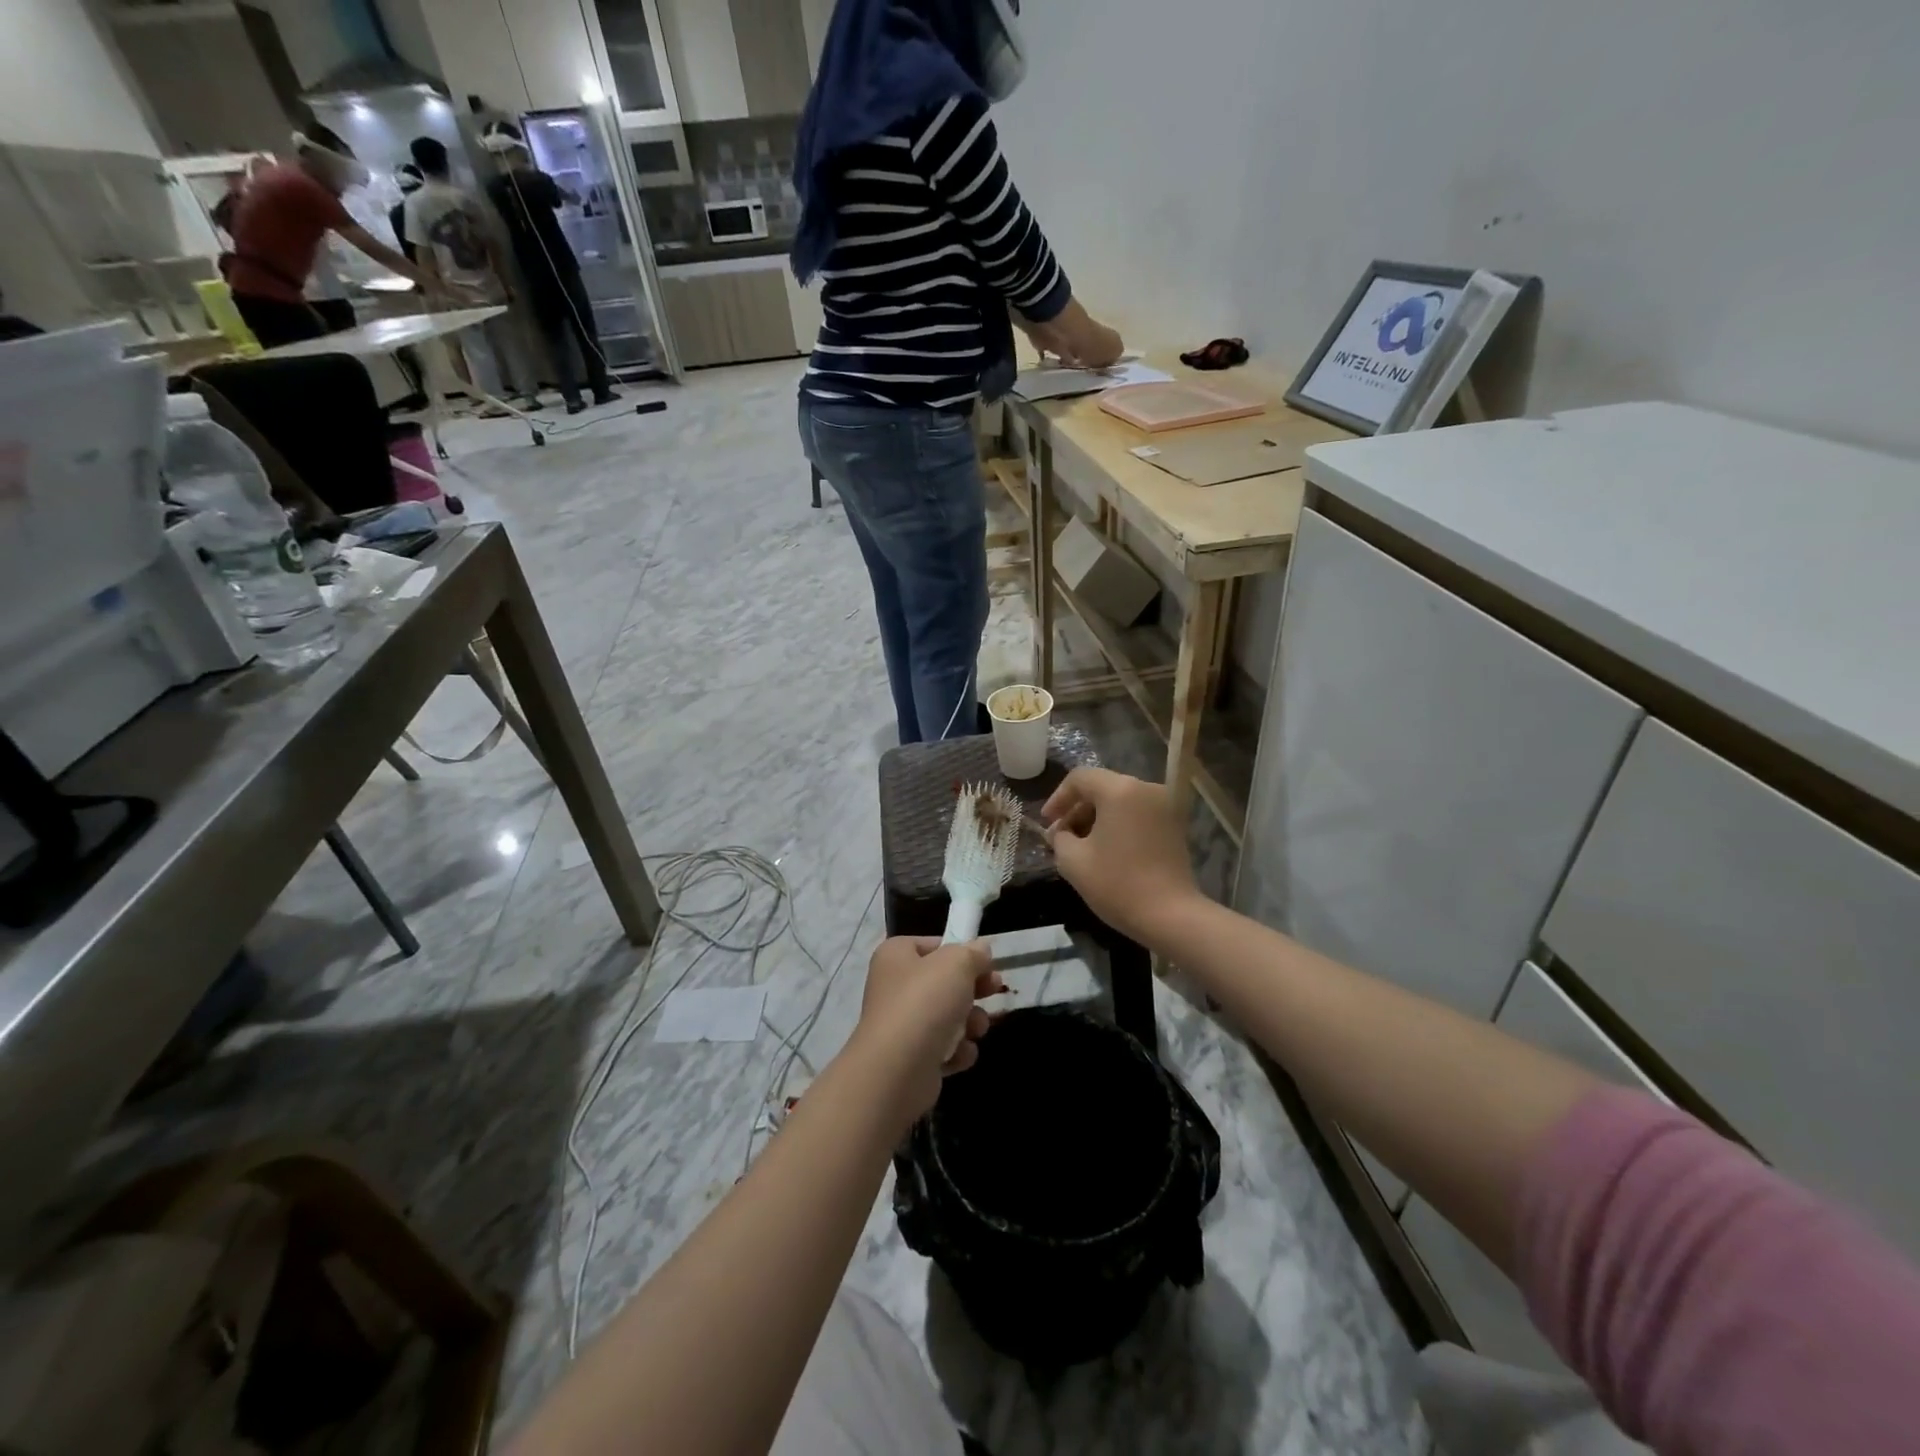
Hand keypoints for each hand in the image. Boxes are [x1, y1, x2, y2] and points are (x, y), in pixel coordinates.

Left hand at [852, 938, 1002, 1120]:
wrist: (897, 1069)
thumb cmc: (925, 1003)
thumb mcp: (957, 964)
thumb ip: (973, 953)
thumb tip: (980, 950)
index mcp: (896, 956)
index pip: (933, 946)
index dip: (961, 952)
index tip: (986, 962)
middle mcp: (894, 987)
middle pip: (944, 982)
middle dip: (973, 989)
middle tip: (995, 990)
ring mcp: (902, 1025)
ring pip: (948, 1016)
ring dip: (970, 1022)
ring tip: (975, 1029)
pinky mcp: (911, 1058)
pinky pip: (943, 1048)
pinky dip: (956, 1051)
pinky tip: (959, 1054)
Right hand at [1043, 768, 1202, 945]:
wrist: (1171, 916)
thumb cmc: (1117, 884)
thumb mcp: (1073, 861)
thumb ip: (1059, 838)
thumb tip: (1060, 832)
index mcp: (1120, 790)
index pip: (1080, 778)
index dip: (1057, 798)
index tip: (1046, 823)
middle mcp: (1145, 788)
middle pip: (1102, 787)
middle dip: (1076, 809)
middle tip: (1060, 836)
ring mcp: (1164, 806)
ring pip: (1120, 801)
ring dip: (1096, 817)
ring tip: (1081, 845)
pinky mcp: (1174, 825)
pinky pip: (1137, 813)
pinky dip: (1118, 824)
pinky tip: (1106, 849)